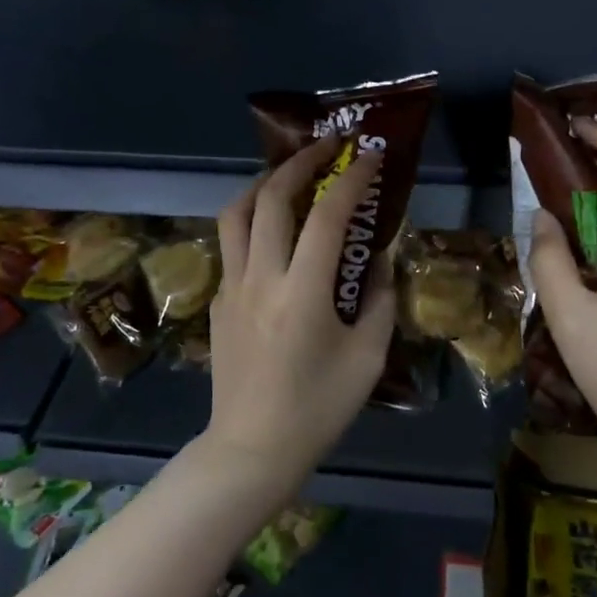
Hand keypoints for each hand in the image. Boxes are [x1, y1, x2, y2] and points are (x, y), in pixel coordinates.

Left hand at [205, 137, 395, 492]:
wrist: (251, 449)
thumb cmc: (318, 408)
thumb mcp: (367, 356)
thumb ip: (377, 298)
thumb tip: (378, 258)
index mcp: (303, 293)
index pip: (326, 216)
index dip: (350, 179)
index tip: (368, 156)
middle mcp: (260, 278)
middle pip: (270, 198)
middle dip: (300, 162)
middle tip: (326, 147)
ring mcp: (231, 288)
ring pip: (236, 213)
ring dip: (263, 183)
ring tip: (289, 175)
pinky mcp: (218, 302)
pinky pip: (231, 246)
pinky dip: (252, 222)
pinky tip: (274, 234)